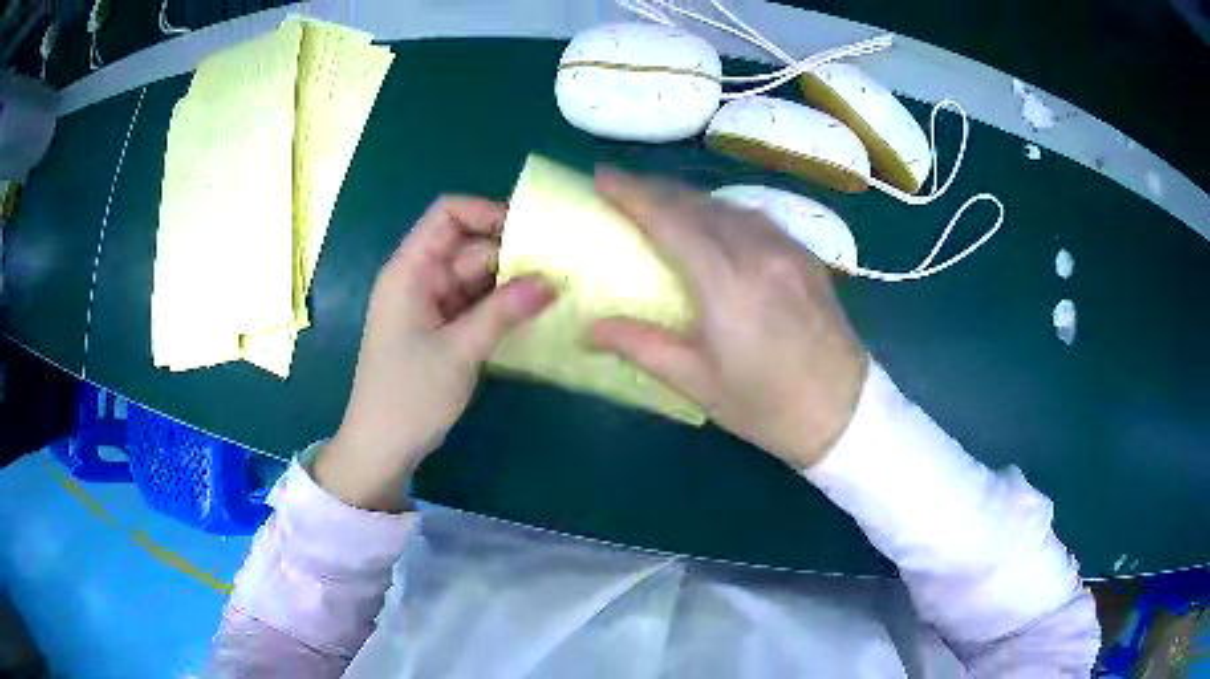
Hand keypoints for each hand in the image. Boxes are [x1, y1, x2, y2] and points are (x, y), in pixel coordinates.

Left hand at [316, 196, 555, 511]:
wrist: (383, 447)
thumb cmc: (409, 394)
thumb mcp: (459, 350)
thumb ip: (505, 310)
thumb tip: (554, 280)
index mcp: (410, 270)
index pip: (448, 214)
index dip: (488, 211)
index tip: (533, 230)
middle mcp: (421, 278)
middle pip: (470, 245)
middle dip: (513, 252)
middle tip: (563, 264)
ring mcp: (432, 304)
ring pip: (478, 276)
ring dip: (513, 281)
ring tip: (559, 286)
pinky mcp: (443, 329)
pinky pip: (477, 303)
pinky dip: (503, 305)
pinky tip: (536, 311)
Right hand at [589, 169, 868, 468]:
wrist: (846, 414)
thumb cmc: (767, 406)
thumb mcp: (697, 383)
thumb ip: (640, 345)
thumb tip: (587, 328)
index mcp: (726, 280)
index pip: (668, 219)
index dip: (631, 192)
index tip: (601, 176)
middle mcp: (758, 250)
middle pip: (697, 203)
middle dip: (655, 189)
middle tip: (622, 190)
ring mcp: (788, 249)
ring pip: (728, 205)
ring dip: (689, 198)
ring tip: (662, 204)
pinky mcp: (806, 257)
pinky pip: (755, 218)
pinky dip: (723, 212)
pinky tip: (714, 225)